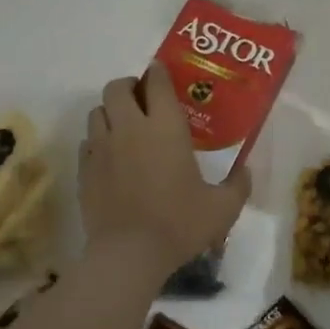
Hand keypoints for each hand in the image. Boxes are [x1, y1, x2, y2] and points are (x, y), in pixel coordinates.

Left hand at [79, 63, 250, 279]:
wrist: (128, 256)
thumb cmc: (178, 223)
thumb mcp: (222, 208)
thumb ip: (238, 185)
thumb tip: (245, 171)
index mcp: (165, 127)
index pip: (157, 82)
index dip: (158, 72)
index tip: (162, 73)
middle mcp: (130, 128)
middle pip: (117, 87)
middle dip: (128, 86)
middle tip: (142, 99)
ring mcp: (102, 148)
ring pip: (97, 111)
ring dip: (110, 112)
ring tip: (124, 126)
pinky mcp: (84, 170)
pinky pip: (87, 142)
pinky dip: (97, 141)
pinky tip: (110, 157)